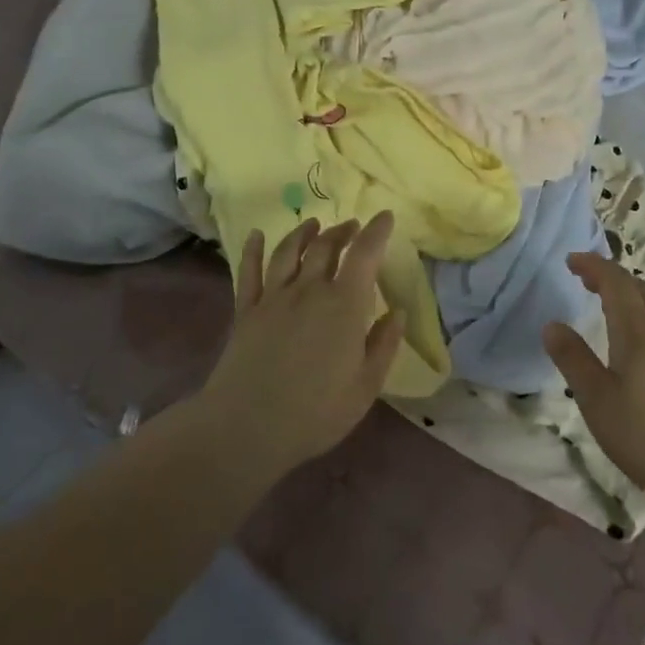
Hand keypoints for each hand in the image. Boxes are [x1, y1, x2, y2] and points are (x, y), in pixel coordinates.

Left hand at [200, 214, 403, 477]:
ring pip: (289, 251)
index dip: (376, 231)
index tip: (385, 216)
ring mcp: (273, 297)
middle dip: (342, 231)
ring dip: (304, 233)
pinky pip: (249, 271)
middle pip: (326, 247)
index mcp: (344, 305)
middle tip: (352, 226)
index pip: (364, 254)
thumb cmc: (316, 412)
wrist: (248, 427)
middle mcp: (309, 290)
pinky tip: (256, 234)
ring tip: (313, 225)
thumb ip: (384, 345)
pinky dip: (253, 249)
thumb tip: (398, 312)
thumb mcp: (365, 386)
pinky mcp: (245, 311)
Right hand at [543, 252, 644, 510]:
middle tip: (585, 277)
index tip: (570, 260)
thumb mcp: (598, 400)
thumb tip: (551, 324)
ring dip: (628, 294)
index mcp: (636, 333)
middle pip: (638, 289)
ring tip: (606, 302)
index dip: (593, 266)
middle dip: (610, 276)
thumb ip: (574, 360)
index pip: (615, 283)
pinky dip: (640, 315)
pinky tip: (635, 340)